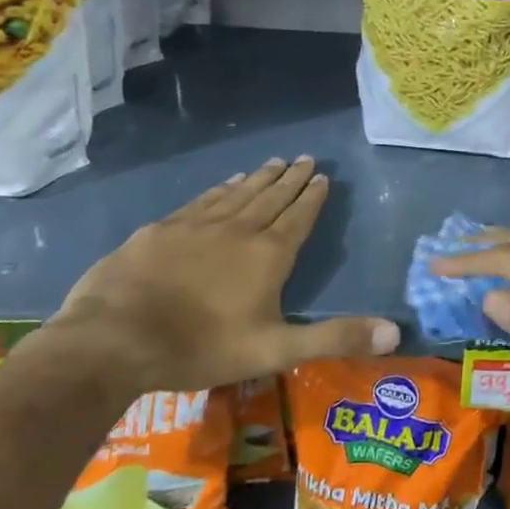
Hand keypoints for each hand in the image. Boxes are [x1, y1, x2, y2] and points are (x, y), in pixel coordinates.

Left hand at [48, 158, 398, 393]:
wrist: (113, 339)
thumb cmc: (201, 347)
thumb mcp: (276, 350)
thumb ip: (335, 338)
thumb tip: (396, 332)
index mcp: (269, 254)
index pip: (299, 216)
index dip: (313, 197)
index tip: (323, 176)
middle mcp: (238, 229)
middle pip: (272, 197)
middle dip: (292, 179)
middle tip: (306, 159)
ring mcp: (197, 225)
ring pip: (238, 193)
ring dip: (260, 178)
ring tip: (275, 162)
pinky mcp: (162, 230)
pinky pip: (203, 200)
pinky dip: (221, 188)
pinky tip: (226, 182)